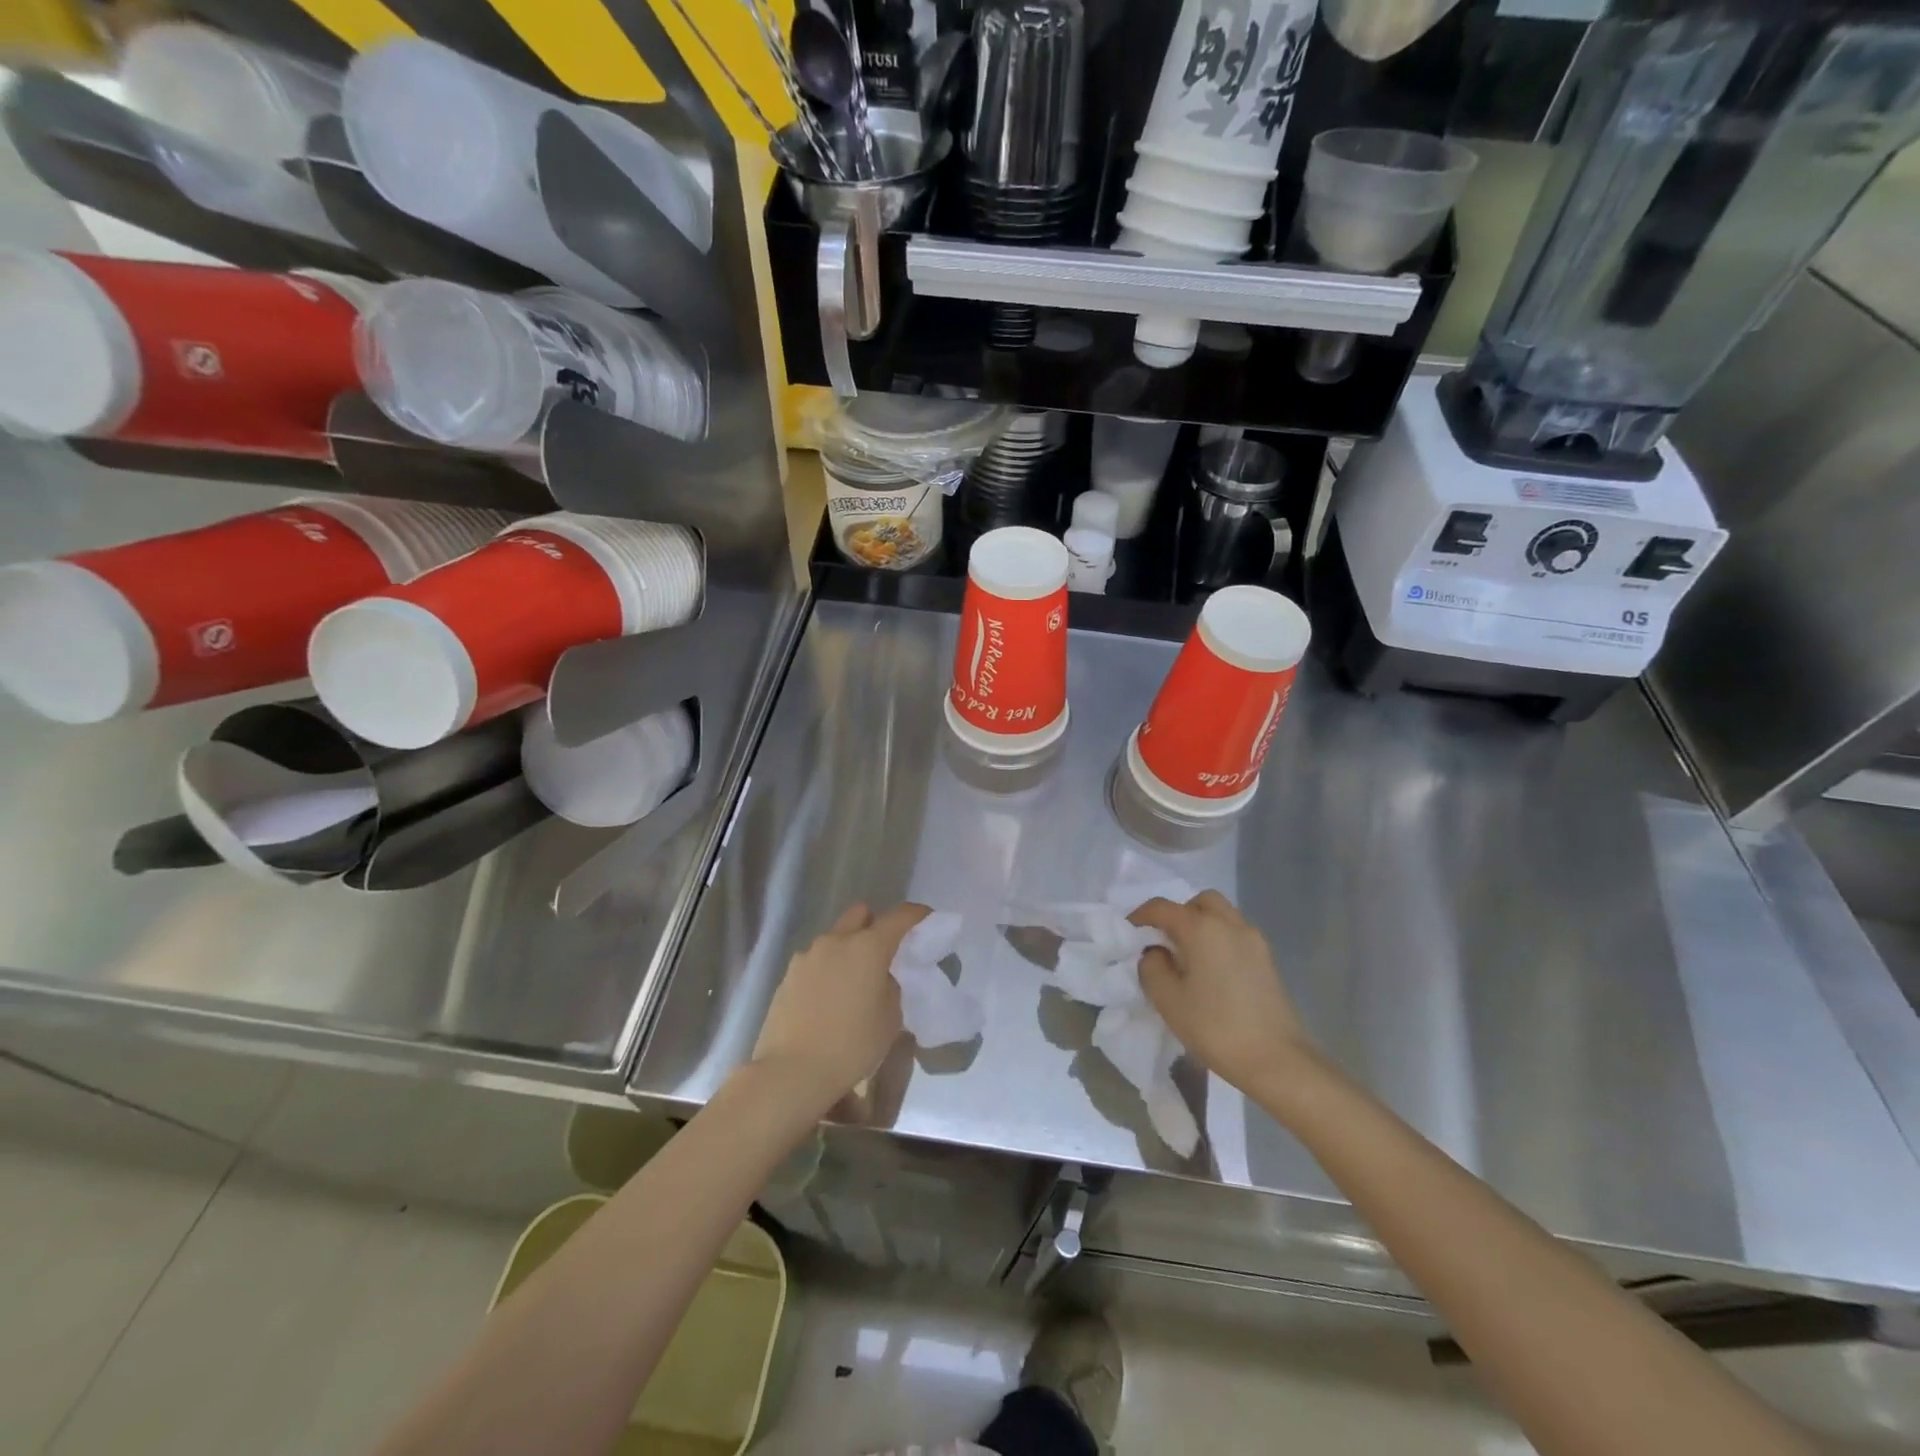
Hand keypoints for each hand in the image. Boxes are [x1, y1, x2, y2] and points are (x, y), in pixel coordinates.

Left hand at [750, 902, 929, 1108]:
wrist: (791, 1072)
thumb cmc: (851, 1045)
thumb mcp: (890, 1019)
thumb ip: (891, 988)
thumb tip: (881, 978)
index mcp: (868, 947)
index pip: (900, 916)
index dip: (916, 914)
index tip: (926, 918)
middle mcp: (836, 941)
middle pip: (861, 914)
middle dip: (875, 924)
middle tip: (884, 952)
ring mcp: (807, 955)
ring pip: (835, 937)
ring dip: (848, 949)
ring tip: (853, 982)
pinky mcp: (788, 974)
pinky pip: (816, 960)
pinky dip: (827, 968)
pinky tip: (828, 999)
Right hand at [1131, 891, 1313, 1095]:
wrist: (1277, 1060)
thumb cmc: (1215, 1027)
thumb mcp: (1168, 1000)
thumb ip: (1152, 967)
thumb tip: (1155, 952)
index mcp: (1202, 928)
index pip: (1162, 907)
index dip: (1140, 916)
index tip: (1129, 932)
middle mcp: (1230, 924)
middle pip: (1200, 902)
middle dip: (1178, 913)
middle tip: (1165, 940)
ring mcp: (1254, 940)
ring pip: (1222, 914)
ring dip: (1201, 924)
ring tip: (1188, 956)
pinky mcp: (1267, 960)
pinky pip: (1236, 934)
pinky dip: (1219, 939)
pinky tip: (1212, 970)